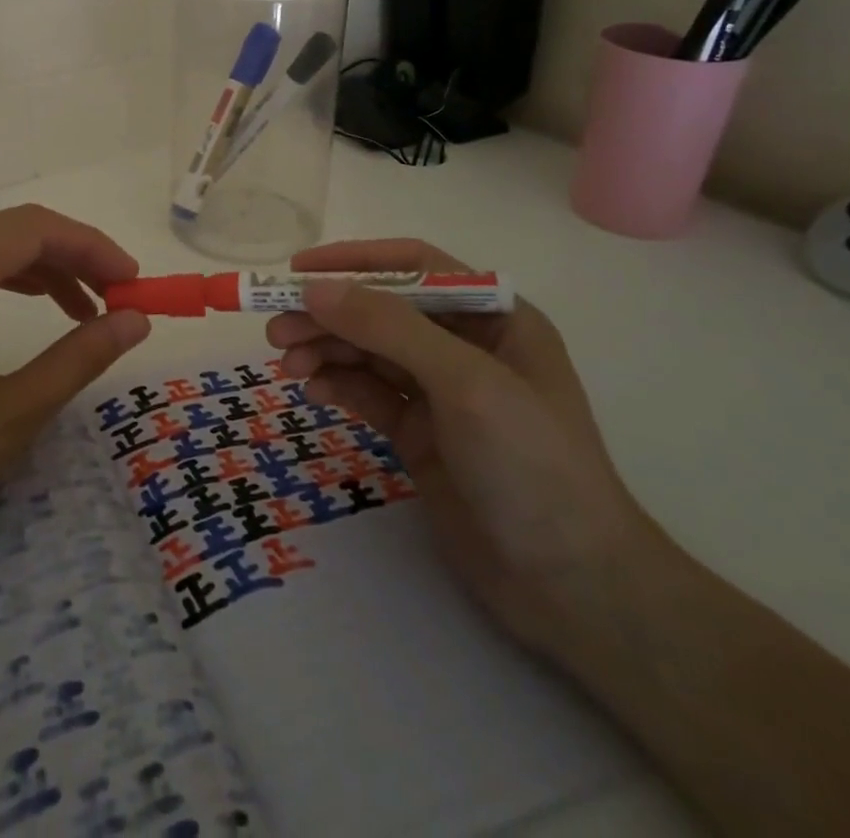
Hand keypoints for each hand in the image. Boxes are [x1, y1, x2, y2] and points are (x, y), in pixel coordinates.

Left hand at [0, 205, 151, 617]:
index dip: (91, 245)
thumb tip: (136, 319)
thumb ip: (81, 355)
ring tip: (83, 309)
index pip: (33, 228)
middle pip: (9, 230)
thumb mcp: (13, 413)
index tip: (132, 281)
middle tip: (115, 296)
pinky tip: (28, 308)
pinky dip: (2, 281)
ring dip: (39, 268)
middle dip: (71, 255)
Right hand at [267, 240, 662, 654]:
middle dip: (330, 315)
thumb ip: (389, 328)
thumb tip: (315, 289)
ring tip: (287, 365)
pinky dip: (338, 386)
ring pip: (369, 352)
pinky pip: (368, 393)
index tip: (298, 272)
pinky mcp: (420, 434)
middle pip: (382, 311)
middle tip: (277, 331)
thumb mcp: (465, 383)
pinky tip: (314, 393)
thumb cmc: (531, 465)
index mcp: (493, 316)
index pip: (415, 266)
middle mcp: (464, 346)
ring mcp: (440, 392)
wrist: (572, 588)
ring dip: (326, 350)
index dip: (356, 262)